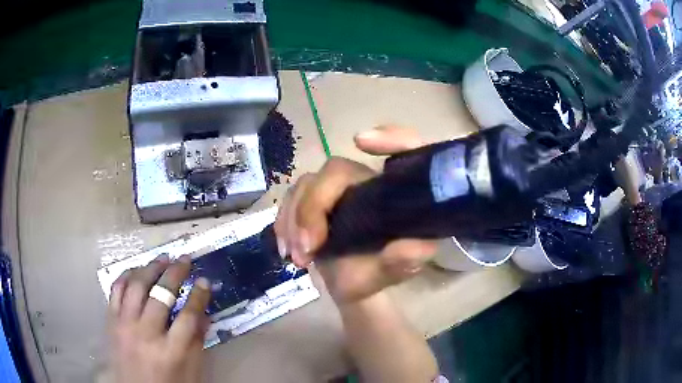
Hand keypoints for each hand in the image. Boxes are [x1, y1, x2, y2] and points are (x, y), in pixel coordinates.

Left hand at [107, 254, 210, 382]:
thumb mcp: (191, 372)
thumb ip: (197, 343)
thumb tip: (204, 313)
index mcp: (171, 351)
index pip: (188, 316)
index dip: (199, 295)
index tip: (205, 281)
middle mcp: (146, 334)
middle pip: (161, 294)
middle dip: (175, 273)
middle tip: (185, 259)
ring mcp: (125, 325)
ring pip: (136, 286)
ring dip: (150, 267)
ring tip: (162, 258)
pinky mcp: (111, 321)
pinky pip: (115, 290)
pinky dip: (126, 275)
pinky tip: (136, 269)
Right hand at [274, 126, 437, 302]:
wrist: (353, 283)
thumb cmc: (378, 273)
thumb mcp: (394, 271)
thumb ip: (405, 260)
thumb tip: (416, 249)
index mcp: (390, 191)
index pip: (400, 151)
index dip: (390, 137)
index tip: (361, 142)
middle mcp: (362, 183)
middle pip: (335, 170)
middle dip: (313, 207)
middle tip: (308, 248)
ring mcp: (334, 191)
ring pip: (306, 184)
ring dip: (294, 219)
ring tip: (298, 258)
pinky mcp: (311, 202)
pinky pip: (289, 200)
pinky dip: (284, 223)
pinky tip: (286, 249)